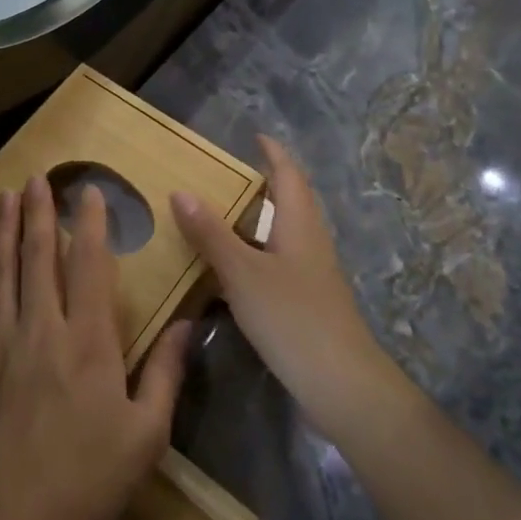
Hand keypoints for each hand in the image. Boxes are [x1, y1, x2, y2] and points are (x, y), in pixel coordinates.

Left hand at [0, 176, 190, 519]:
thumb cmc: (82, 482)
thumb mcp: (145, 436)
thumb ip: (166, 373)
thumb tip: (190, 323)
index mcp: (87, 342)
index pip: (90, 265)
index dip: (92, 223)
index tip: (91, 192)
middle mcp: (40, 328)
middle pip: (38, 255)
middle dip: (40, 212)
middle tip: (39, 178)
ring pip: (0, 268)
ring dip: (4, 227)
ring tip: (6, 194)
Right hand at [172, 136, 405, 443]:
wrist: (339, 383)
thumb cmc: (292, 317)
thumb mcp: (243, 272)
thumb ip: (211, 234)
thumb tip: (181, 191)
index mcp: (300, 223)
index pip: (289, 174)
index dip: (273, 153)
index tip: (255, 136)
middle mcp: (310, 241)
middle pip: (290, 201)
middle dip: (263, 185)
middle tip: (224, 177)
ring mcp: (312, 274)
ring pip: (283, 235)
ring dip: (256, 222)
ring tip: (220, 218)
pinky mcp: (307, 302)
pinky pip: (277, 264)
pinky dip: (254, 256)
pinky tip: (231, 272)